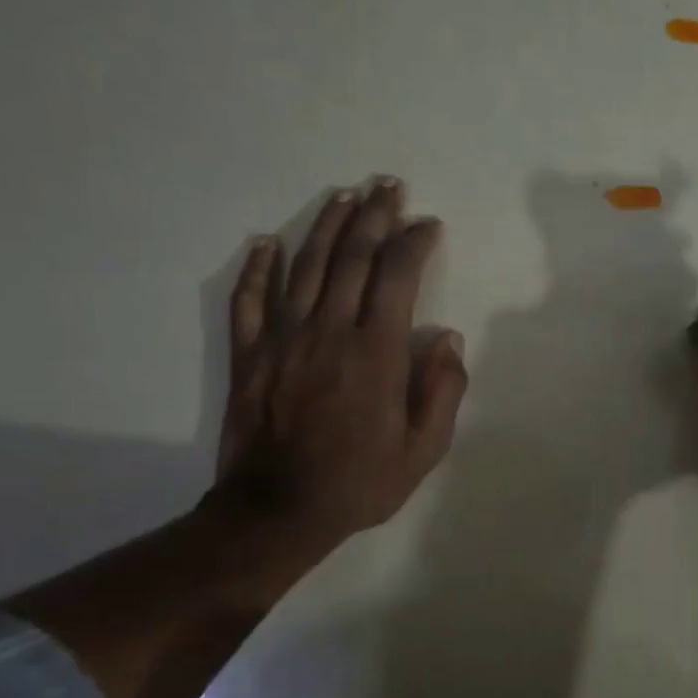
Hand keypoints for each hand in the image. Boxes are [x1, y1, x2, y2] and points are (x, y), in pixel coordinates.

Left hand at [208, 177, 466, 577]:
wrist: (278, 511)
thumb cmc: (361, 482)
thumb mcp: (424, 449)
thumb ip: (442, 390)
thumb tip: (448, 339)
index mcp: (377, 351)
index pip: (397, 277)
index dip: (414, 243)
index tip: (427, 225)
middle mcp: (330, 331)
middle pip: (352, 258)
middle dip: (374, 217)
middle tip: (388, 186)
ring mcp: (283, 339)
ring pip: (305, 267)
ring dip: (327, 227)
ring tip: (345, 197)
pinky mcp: (249, 355)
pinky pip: (249, 300)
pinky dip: (258, 268)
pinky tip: (268, 242)